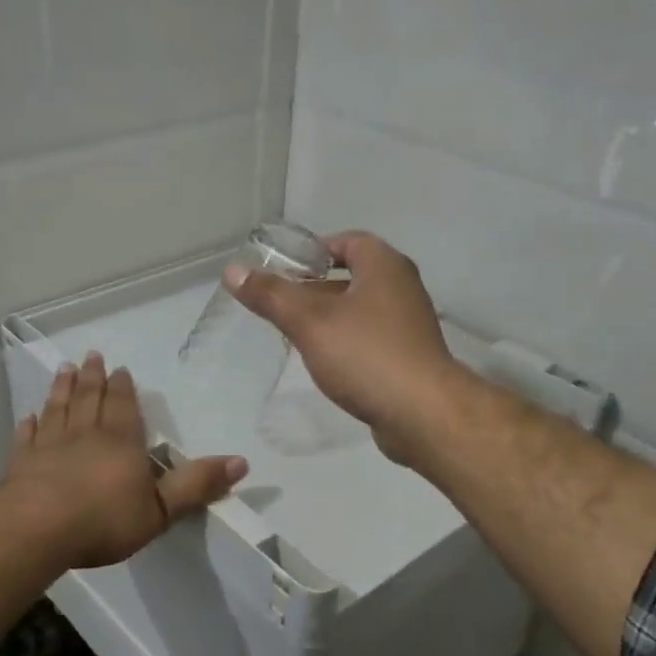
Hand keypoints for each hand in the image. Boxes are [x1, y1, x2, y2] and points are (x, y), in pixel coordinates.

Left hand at [4, 352, 246, 569]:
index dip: (122, 387)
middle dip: (92, 377)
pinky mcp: (21, 464)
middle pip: (89, 398)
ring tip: (63, 370)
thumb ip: (197, 485)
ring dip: (61, 389)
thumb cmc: (104, 520)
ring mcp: (49, 446)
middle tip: (91, 356)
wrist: (37, 530)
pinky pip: (27, 437)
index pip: (123, 406)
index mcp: (120, 441)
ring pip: (58, 409)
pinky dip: (29, 425)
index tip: (119, 368)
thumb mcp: (162, 509)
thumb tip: (242, 461)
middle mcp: (85, 435)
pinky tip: (28, 416)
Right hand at [226, 230, 468, 467]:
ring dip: (330, 317)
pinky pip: (371, 339)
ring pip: (361, 310)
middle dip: (316, 287)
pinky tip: (325, 362)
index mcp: (385, 266)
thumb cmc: (366, 355)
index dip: (315, 250)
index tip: (285, 268)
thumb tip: (233, 271)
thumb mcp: (310, 322)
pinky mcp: (410, 358)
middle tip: (281, 303)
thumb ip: (271, 295)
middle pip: (353, 276)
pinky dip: (347, 343)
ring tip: (294, 334)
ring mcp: (409, 325)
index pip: (348, 241)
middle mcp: (402, 288)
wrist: (422, 414)